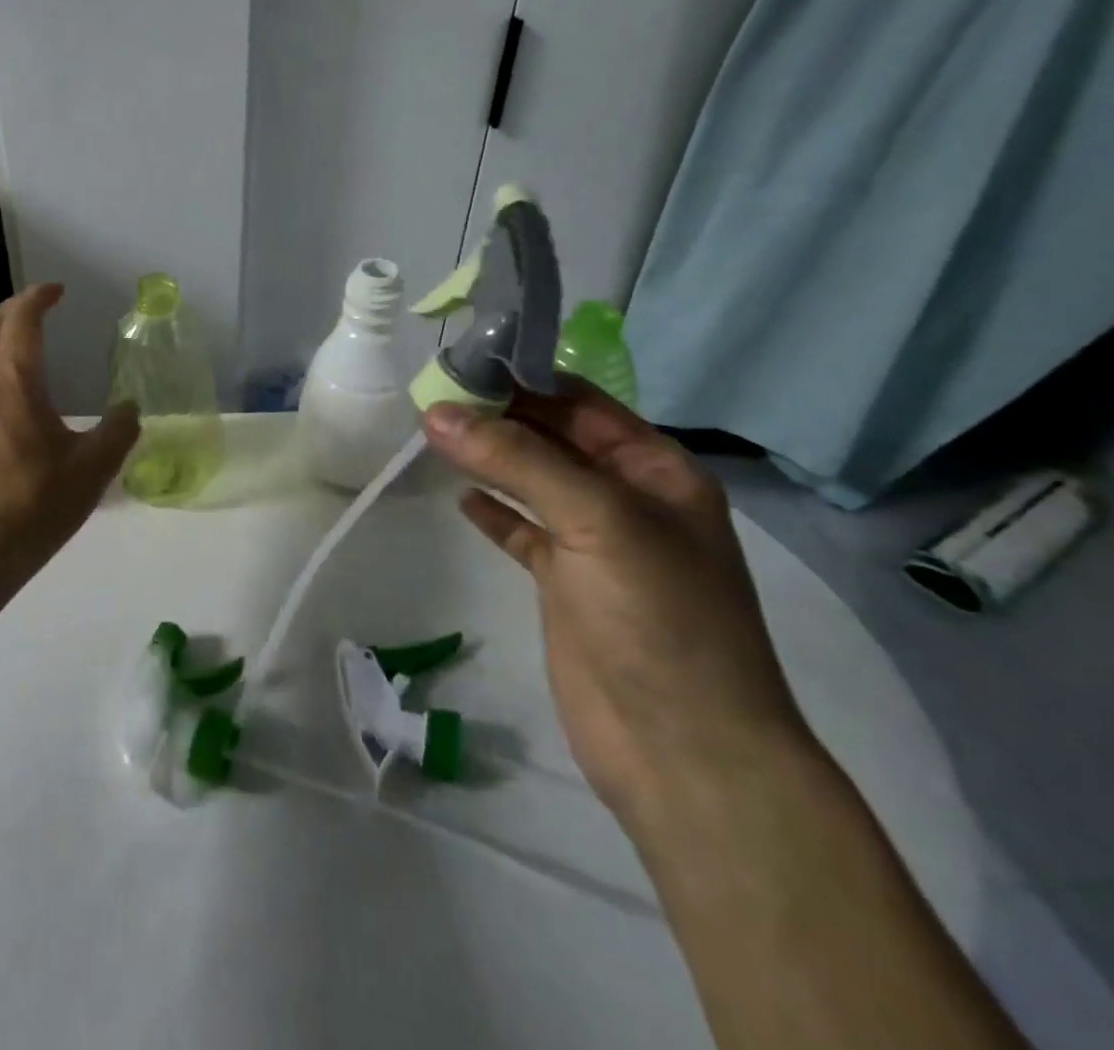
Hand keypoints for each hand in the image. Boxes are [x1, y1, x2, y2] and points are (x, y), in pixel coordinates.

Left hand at [0, 284, 138, 595]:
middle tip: (40, 308)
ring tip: (19, 338)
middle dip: (13, 308)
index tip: (58, 290)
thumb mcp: (93, 468)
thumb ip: (119, 431)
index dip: (38, 297)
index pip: (20, 319)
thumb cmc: (36, 504)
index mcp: (14, 380)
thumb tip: (132, 408)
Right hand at [422, 379, 814, 825]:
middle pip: (550, 438)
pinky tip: (459, 497)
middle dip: (496, 415)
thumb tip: (436, 412)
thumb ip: (515, 460)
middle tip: (429, 394)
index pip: (580, 402)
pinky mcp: (563, 584)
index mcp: (655, 469)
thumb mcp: (595, 519)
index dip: (522, 377)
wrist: (685, 752)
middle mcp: (626, 497)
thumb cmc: (658, 617)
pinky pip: (520, 530)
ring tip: (430, 433)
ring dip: (486, 458)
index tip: (458, 362)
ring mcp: (593, 543)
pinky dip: (491, 511)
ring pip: (530, 481)